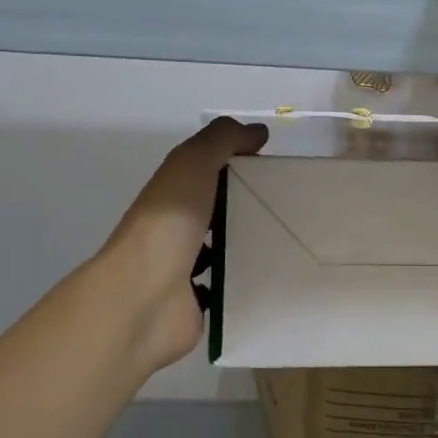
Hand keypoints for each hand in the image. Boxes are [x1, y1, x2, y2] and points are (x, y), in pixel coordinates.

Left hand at [97, 117, 267, 372]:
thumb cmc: (168, 224)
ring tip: (290, 246)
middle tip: (295, 212)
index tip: (279, 171)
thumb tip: (257, 131)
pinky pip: (225, 292)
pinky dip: (243, 287)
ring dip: (248, 249)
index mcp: (172, 194)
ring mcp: (182, 271)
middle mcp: (175, 230)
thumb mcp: (193, 164)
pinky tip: (272, 282)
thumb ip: (222, 140)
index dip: (239, 168)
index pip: (208, 174)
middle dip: (250, 211)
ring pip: (222, 254)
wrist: (142, 297)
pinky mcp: (195, 306)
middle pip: (218, 214)